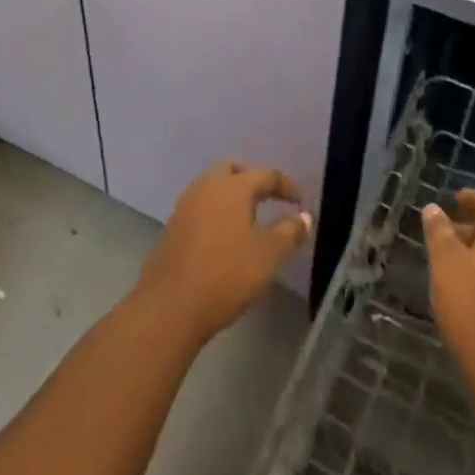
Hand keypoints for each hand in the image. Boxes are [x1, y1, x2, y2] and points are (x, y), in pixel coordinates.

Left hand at [138, 162, 311, 346]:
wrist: (170, 304)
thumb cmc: (226, 274)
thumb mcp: (267, 256)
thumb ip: (288, 233)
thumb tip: (304, 217)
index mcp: (233, 187)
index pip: (265, 175)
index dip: (285, 185)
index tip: (299, 200)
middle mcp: (207, 187)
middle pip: (231, 170)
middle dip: (250, 179)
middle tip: (266, 198)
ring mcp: (186, 205)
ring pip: (212, 187)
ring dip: (230, 195)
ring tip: (246, 219)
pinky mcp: (172, 226)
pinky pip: (200, 207)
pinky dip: (215, 212)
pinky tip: (222, 236)